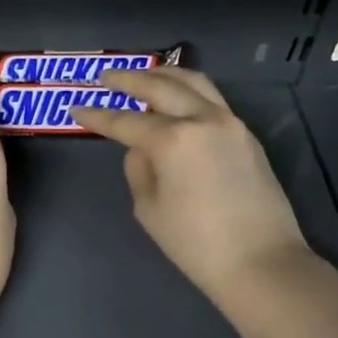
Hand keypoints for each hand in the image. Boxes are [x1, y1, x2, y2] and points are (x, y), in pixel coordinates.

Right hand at [72, 68, 310, 310]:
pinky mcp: (246, 136)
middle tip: (106, 76)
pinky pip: (212, 100)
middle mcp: (203, 119)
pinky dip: (189, 92)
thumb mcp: (149, 209)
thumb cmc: (195, 244)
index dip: (97, 116)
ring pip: (194, 83)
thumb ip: (139, 170)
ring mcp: (230, 123)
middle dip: (129, 79)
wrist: (261, 262)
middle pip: (161, 86)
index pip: (125, 121)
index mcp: (173, 139)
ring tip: (144, 76)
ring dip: (165, 75)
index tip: (76, 109)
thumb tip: (142, 150)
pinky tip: (177, 101)